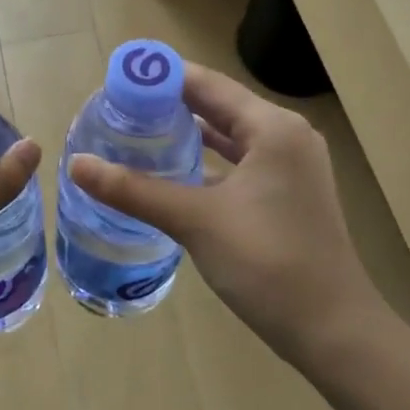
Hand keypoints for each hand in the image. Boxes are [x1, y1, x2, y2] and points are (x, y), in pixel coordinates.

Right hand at [68, 63, 387, 372]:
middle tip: (118, 110)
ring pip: (229, 137)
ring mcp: (291, 168)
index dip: (161, 78)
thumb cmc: (267, 263)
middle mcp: (286, 137)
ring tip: (137, 133)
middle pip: (219, 106)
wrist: (332, 330)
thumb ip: (134, 190)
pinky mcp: (288, 196)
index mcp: (272, 127)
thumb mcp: (195, 220)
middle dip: (169, 106)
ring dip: (188, 134)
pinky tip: (172, 172)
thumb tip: (77, 165)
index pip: (207, 83)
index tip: (116, 81)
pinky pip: (239, 164)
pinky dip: (207, 162)